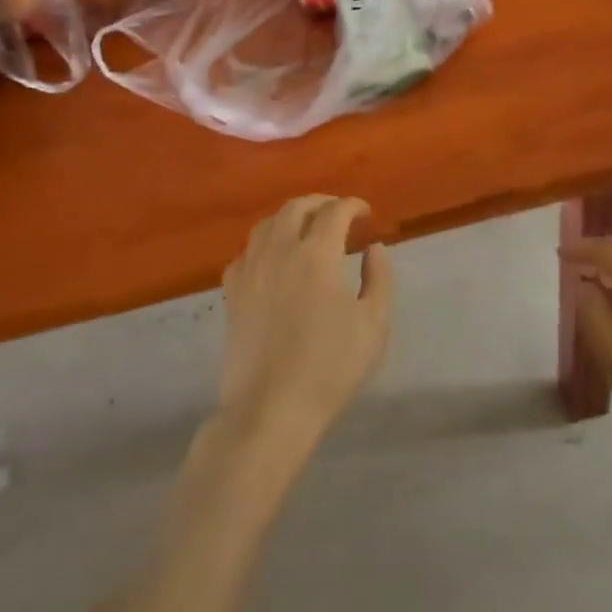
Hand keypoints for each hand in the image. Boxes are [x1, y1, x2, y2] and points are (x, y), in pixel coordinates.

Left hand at [219, 195, 393, 448]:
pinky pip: (246, 252)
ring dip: (290, 217)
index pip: (334, 212)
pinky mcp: (232, 293)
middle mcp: (279, 251)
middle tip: (338, 212)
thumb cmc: (329, 367)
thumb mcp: (373, 324)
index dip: (352, 205)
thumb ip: (379, 279)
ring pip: (266, 224)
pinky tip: (271, 258)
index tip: (366, 213)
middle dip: (320, 202)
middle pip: (296, 208)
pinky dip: (263, 244)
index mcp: (315, 254)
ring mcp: (250, 270)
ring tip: (305, 227)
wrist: (270, 408)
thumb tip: (374, 249)